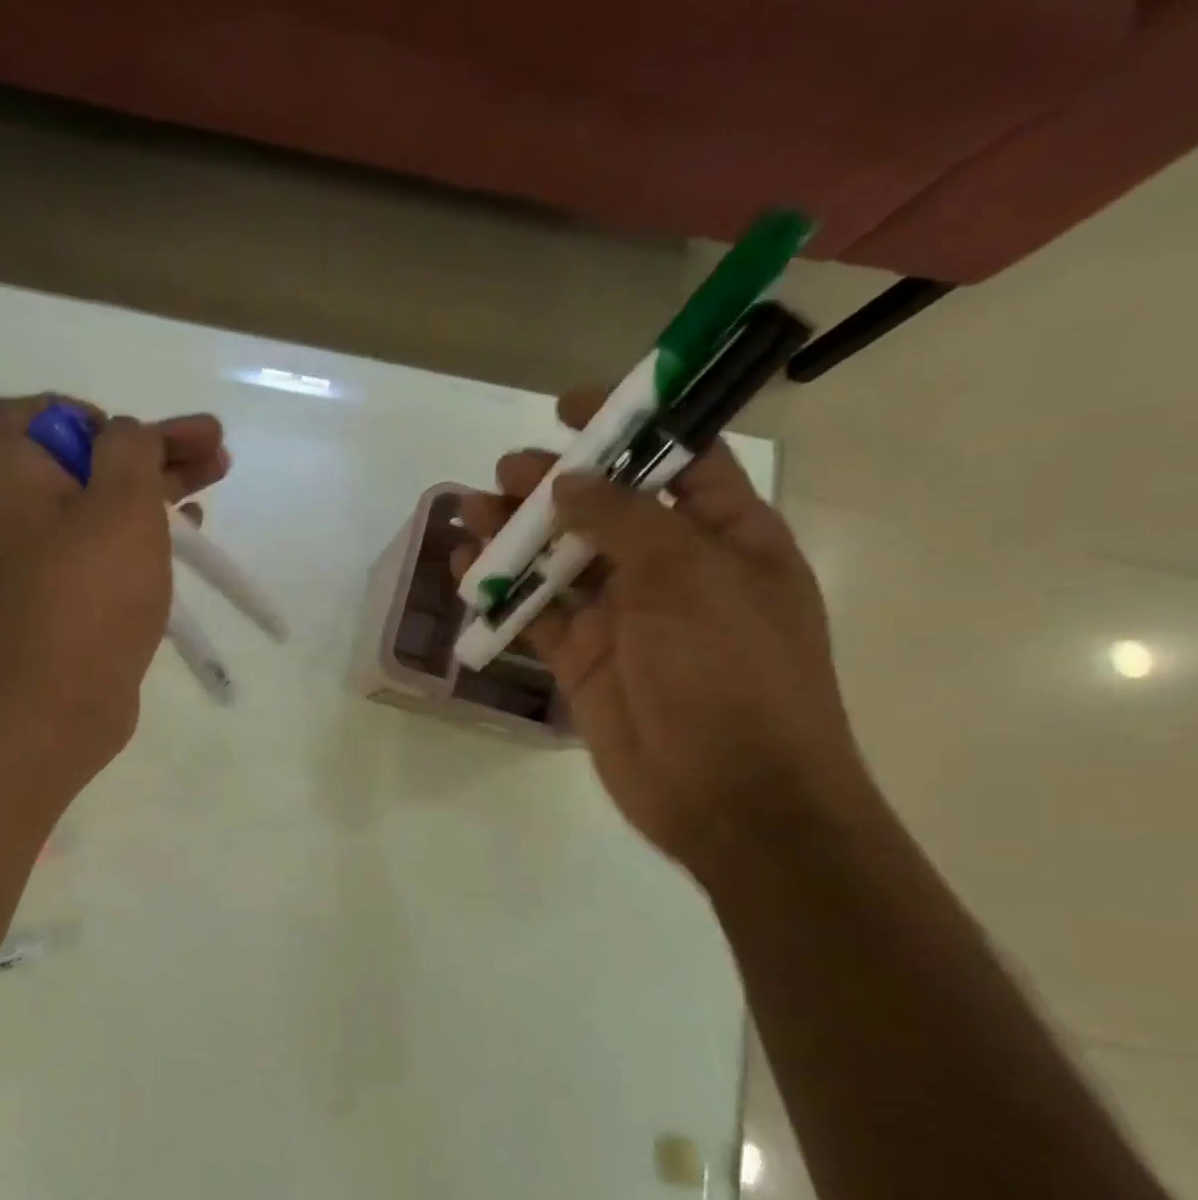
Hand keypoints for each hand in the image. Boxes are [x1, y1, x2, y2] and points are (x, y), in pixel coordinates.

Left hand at [0, 394, 227, 767]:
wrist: (66, 701)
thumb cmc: (92, 593)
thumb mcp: (121, 501)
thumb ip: (130, 447)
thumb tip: (126, 437)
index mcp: (14, 478)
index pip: (26, 414)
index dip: (81, 412)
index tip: (128, 437)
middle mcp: (22, 514)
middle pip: (85, 457)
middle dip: (151, 445)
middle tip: (214, 445)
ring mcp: (48, 561)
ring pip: (106, 502)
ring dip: (159, 483)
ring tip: (219, 473)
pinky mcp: (74, 598)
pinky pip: (110, 547)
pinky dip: (148, 530)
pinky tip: (191, 531)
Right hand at [456, 388, 875, 879]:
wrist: (729, 794)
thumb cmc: (732, 673)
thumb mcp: (689, 578)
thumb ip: (624, 521)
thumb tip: (568, 480)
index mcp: (728, 538)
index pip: (679, 461)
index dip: (630, 426)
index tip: (571, 405)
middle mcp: (673, 571)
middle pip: (606, 509)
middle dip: (556, 483)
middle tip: (505, 471)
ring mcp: (623, 618)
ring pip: (561, 560)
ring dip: (517, 534)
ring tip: (468, 508)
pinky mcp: (582, 660)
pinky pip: (536, 614)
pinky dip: (502, 591)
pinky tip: (466, 567)